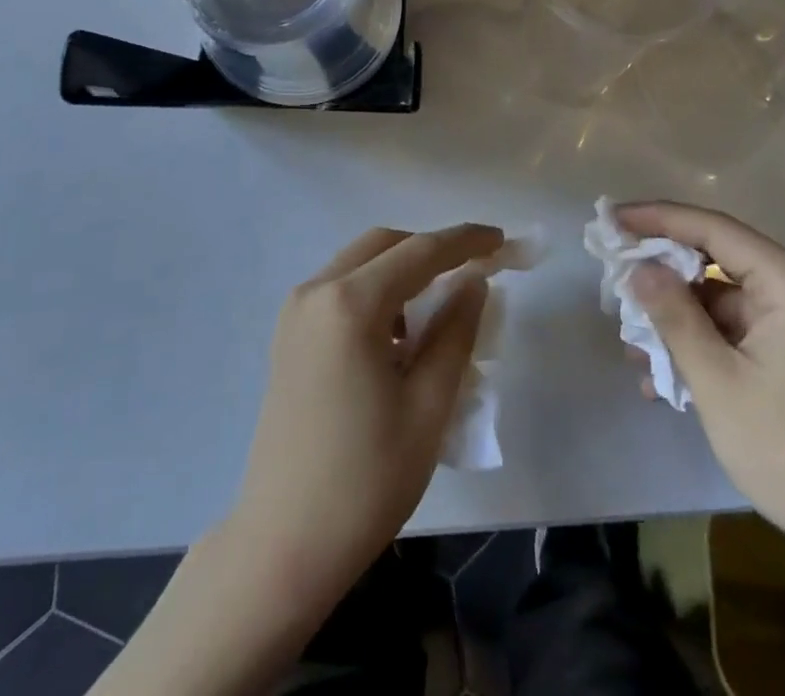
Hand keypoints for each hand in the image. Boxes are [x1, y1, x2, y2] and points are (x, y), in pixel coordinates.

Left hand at [226, 223, 501, 607]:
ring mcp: (295, 312)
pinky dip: (376, 292)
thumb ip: (456, 332)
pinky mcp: (288, 335)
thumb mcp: (429, 406)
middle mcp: (315, 292)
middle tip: (473, 271)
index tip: (501, 239)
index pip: (419, 252)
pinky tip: (397, 337)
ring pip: (360, 263)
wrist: (283, 546)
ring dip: (402, 272)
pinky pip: (340, 289)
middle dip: (431, 250)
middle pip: (384, 245)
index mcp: (350, 304)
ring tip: (437, 314)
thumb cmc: (365, 480)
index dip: (465, 241)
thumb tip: (474, 282)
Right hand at [617, 201, 784, 564]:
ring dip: (677, 319)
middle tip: (615, 279)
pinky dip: (701, 344)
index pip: (714, 230)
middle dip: (664, 274)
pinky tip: (663, 377)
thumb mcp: (717, 381)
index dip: (659, 218)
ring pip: (721, 300)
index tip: (613, 218)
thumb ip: (674, 315)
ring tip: (632, 345)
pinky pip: (735, 331)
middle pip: (717, 260)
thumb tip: (639, 267)